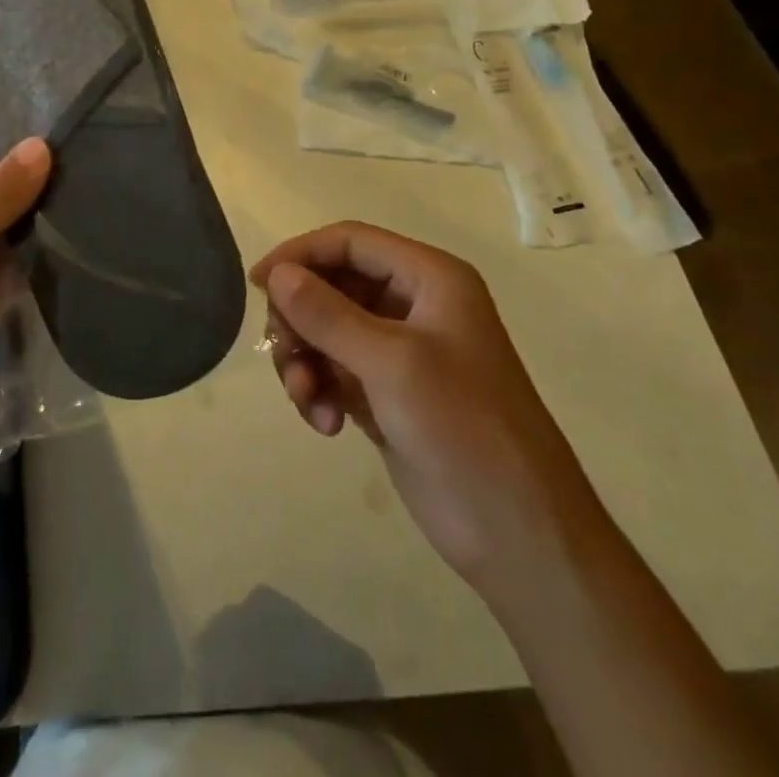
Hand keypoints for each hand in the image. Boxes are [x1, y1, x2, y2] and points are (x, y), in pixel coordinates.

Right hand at [253, 222, 606, 598]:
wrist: (519, 537)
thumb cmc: (463, 429)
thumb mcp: (391, 363)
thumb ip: (327, 314)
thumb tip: (275, 274)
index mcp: (429, 279)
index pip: (350, 241)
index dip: (301, 254)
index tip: (258, 284)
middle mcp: (413, 305)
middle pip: (331, 284)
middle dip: (300, 318)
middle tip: (283, 352)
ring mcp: (398, 351)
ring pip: (325, 329)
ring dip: (305, 359)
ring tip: (307, 399)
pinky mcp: (385, 392)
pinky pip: (332, 369)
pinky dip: (318, 389)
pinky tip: (324, 424)